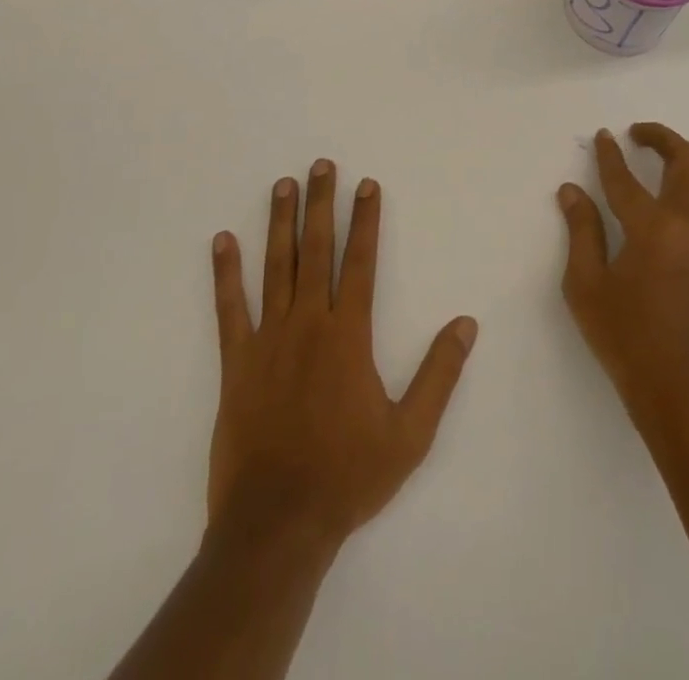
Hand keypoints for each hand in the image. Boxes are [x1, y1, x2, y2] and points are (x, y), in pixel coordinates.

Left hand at [207, 159, 477, 552]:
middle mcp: (308, 324)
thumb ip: (439, 375)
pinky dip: (225, 272)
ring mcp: (268, 339)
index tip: (366, 184)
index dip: (365, 220)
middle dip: (320, 204)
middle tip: (320, 165)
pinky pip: (229, 308)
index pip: (360, 262)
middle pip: (317, 250)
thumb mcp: (411, 434)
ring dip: (280, 223)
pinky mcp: (236, 362)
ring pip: (275, 267)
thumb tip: (466, 324)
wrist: (277, 523)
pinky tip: (222, 241)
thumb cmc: (348, 476)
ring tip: (282, 185)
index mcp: (348, 335)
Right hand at [557, 125, 688, 426]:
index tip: (602, 136)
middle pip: (685, 164)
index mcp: (653, 229)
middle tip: (639, 132)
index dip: (609, 155)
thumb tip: (571, 190)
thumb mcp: (586, 285)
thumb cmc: (625, 337)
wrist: (676, 387)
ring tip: (674, 154)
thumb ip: (581, 231)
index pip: (625, 178)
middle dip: (662, 139)